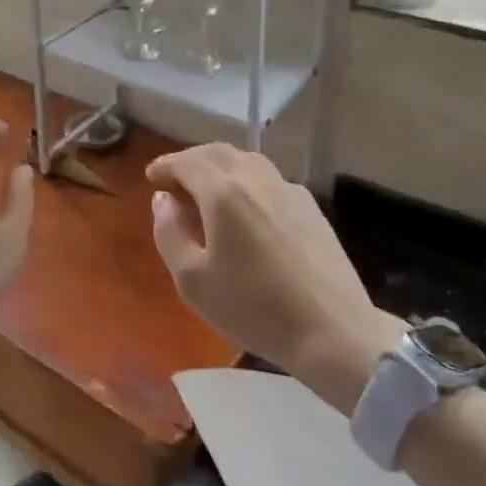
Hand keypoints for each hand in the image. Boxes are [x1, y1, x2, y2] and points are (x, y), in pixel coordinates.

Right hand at [147, 143, 402, 412]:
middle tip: (176, 181)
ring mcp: (288, 191)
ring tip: (210, 191)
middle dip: (191, 161)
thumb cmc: (253, 309)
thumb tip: (163, 201)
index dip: (165, 165)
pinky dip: (248, 181)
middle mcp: (256, 179)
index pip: (186, 162)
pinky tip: (248, 210)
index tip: (152, 177)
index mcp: (223, 193)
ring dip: (221, 167)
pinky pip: (270, 180)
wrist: (334, 333)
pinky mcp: (311, 209)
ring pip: (247, 161)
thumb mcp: (192, 281)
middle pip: (218, 152)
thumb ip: (169, 233)